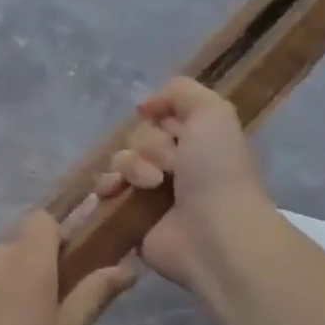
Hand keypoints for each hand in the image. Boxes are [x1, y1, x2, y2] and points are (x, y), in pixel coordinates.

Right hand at [94, 76, 274, 288]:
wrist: (214, 233)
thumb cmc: (217, 170)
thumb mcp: (213, 112)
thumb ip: (181, 91)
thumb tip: (146, 106)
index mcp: (196, 139)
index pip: (161, 115)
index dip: (160, 117)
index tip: (167, 124)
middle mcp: (175, 163)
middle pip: (138, 136)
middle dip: (149, 145)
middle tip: (170, 165)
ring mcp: (151, 192)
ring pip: (121, 160)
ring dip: (131, 166)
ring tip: (151, 185)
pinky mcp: (131, 216)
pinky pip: (107, 190)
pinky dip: (108, 187)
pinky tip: (116, 192)